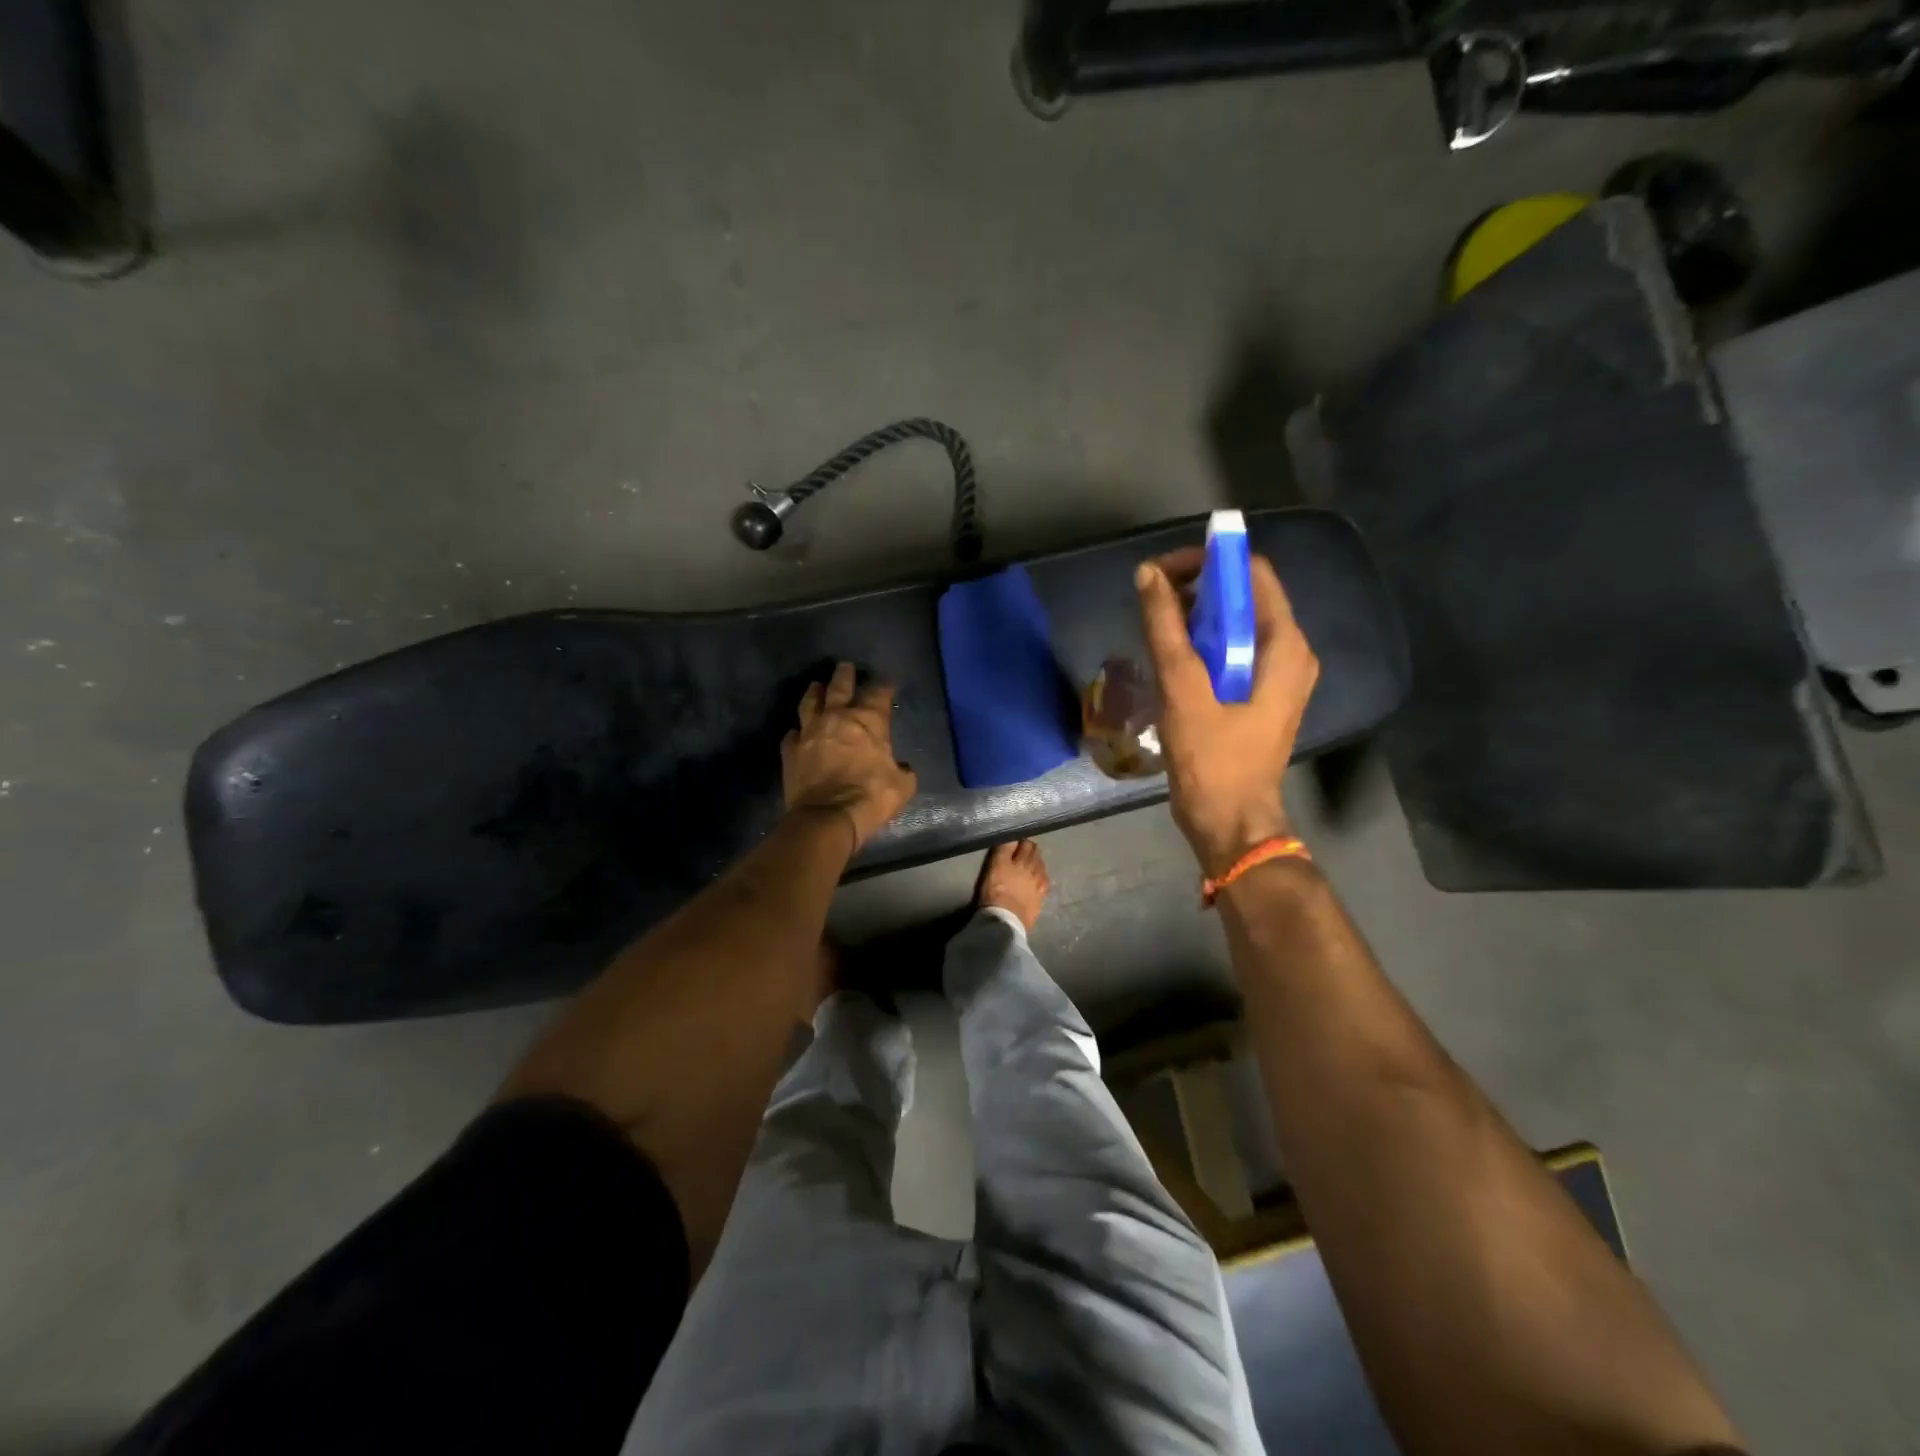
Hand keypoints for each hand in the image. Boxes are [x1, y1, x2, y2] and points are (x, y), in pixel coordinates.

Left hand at [782, 662, 917, 851]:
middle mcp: (837, 718)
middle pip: (840, 687)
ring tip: (816, 686)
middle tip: (845, 666)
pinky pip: (792, 734)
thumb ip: (903, 771)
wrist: (828, 816)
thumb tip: (901, 769)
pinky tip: (798, 732)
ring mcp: (810, 732)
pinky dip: (797, 732)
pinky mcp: (791, 751)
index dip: (884, 686)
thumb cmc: (871, 797)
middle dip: (844, 675)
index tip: (887, 683)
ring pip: (810, 702)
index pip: (879, 694)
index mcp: (868, 721)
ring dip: (815, 692)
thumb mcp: (902, 786)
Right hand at [1135, 549, 1319, 876]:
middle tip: (1152, 601)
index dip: (1208, 562)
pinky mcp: (1258, 695)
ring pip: (1235, 624)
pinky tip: (1170, 656)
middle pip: (1244, 596)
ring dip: (1195, 617)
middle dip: (1197, 589)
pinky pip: (1230, 651)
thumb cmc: (1212, 760)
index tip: (1162, 574)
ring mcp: (1276, 676)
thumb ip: (1166, 629)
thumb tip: (1148, 574)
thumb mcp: (1184, 691)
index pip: (1252, 573)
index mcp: (1285, 646)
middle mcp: (1289, 653)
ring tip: (1155, 627)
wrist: (1230, 824)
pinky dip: (1201, 644)